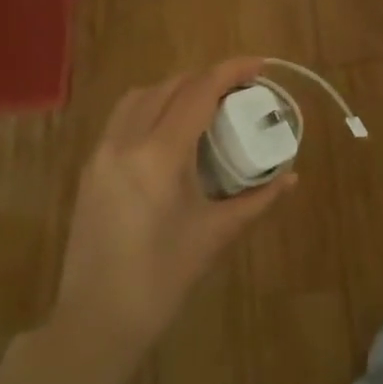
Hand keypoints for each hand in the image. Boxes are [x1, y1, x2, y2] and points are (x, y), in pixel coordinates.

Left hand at [53, 57, 294, 350]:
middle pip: (168, 87)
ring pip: (139, 97)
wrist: (98, 319)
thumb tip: (292, 176)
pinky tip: (173, 132)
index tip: (259, 64)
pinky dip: (152, 108)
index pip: (198, 93)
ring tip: (206, 104)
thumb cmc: (164, 277)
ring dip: (175, 89)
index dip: (230, 71)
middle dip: (206, 78)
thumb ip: (258, 198)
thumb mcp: (217, 234)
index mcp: (159, 156)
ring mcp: (101, 154)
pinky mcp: (90, 169)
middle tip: (239, 90)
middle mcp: (125, 143)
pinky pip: (123, 119)